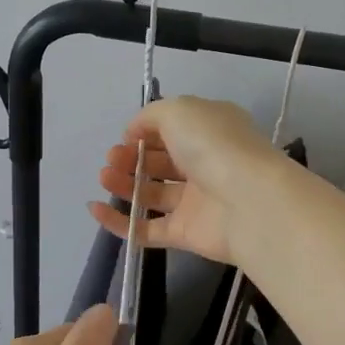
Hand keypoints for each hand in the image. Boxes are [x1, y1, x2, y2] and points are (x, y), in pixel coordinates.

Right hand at [87, 95, 283, 263]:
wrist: (249, 201)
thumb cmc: (213, 145)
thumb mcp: (179, 111)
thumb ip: (150, 116)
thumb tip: (133, 132)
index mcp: (210, 130)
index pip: (173, 129)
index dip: (145, 131)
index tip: (126, 136)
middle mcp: (205, 163)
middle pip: (160, 161)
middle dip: (131, 157)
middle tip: (111, 159)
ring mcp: (196, 201)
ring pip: (153, 193)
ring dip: (124, 184)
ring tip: (104, 177)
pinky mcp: (186, 233)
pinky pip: (147, 228)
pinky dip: (120, 221)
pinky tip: (96, 209)